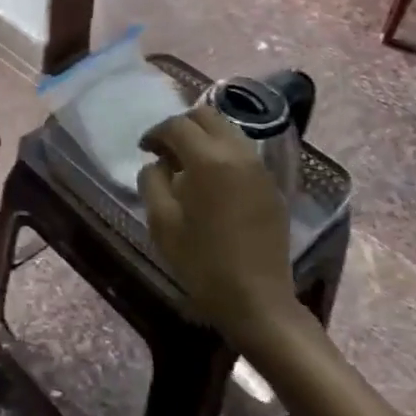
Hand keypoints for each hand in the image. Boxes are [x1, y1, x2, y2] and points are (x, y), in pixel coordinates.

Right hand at [138, 107, 297, 347]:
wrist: (257, 299)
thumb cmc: (203, 263)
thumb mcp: (162, 223)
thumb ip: (152, 181)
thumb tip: (157, 163)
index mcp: (208, 159)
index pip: (177, 125)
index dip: (155, 132)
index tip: (144, 149)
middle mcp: (237, 152)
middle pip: (207, 116)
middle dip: (182, 126)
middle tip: (164, 150)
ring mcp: (259, 167)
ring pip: (228, 130)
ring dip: (204, 137)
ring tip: (187, 164)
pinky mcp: (271, 184)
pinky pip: (243, 152)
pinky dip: (223, 152)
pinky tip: (212, 180)